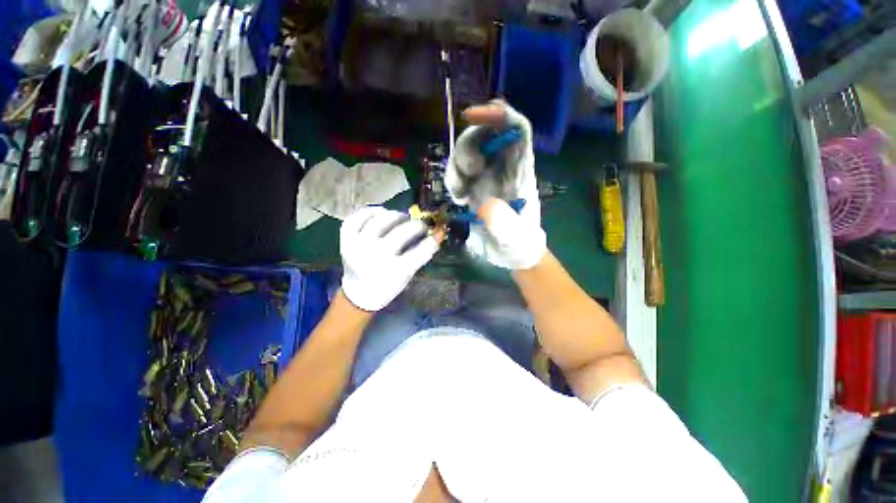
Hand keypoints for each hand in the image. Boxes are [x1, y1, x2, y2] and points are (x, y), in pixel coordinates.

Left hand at [340, 206, 440, 310]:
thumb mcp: (408, 275)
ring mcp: (357, 246)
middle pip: (401, 233)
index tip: (437, 233)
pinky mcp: (346, 240)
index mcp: (394, 272)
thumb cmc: (389, 285)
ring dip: (396, 215)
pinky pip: (356, 218)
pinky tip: (381, 212)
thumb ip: (420, 254)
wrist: (359, 293)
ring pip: (379, 221)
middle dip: (417, 226)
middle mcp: (375, 258)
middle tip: (421, 225)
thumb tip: (436, 233)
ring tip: (402, 217)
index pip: (419, 252)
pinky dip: (370, 211)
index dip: (432, 240)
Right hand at [446, 101, 541, 268]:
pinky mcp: (474, 187)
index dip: (498, 115)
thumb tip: (485, 205)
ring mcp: (487, 176)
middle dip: (467, 146)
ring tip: (460, 193)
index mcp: (521, 170)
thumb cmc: (520, 245)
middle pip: (485, 135)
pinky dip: (452, 180)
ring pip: (467, 152)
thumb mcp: (516, 239)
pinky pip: (458, 171)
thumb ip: (504, 223)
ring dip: (456, 167)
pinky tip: (458, 199)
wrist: (511, 255)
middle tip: (465, 174)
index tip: (472, 116)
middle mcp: (503, 167)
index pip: (516, 129)